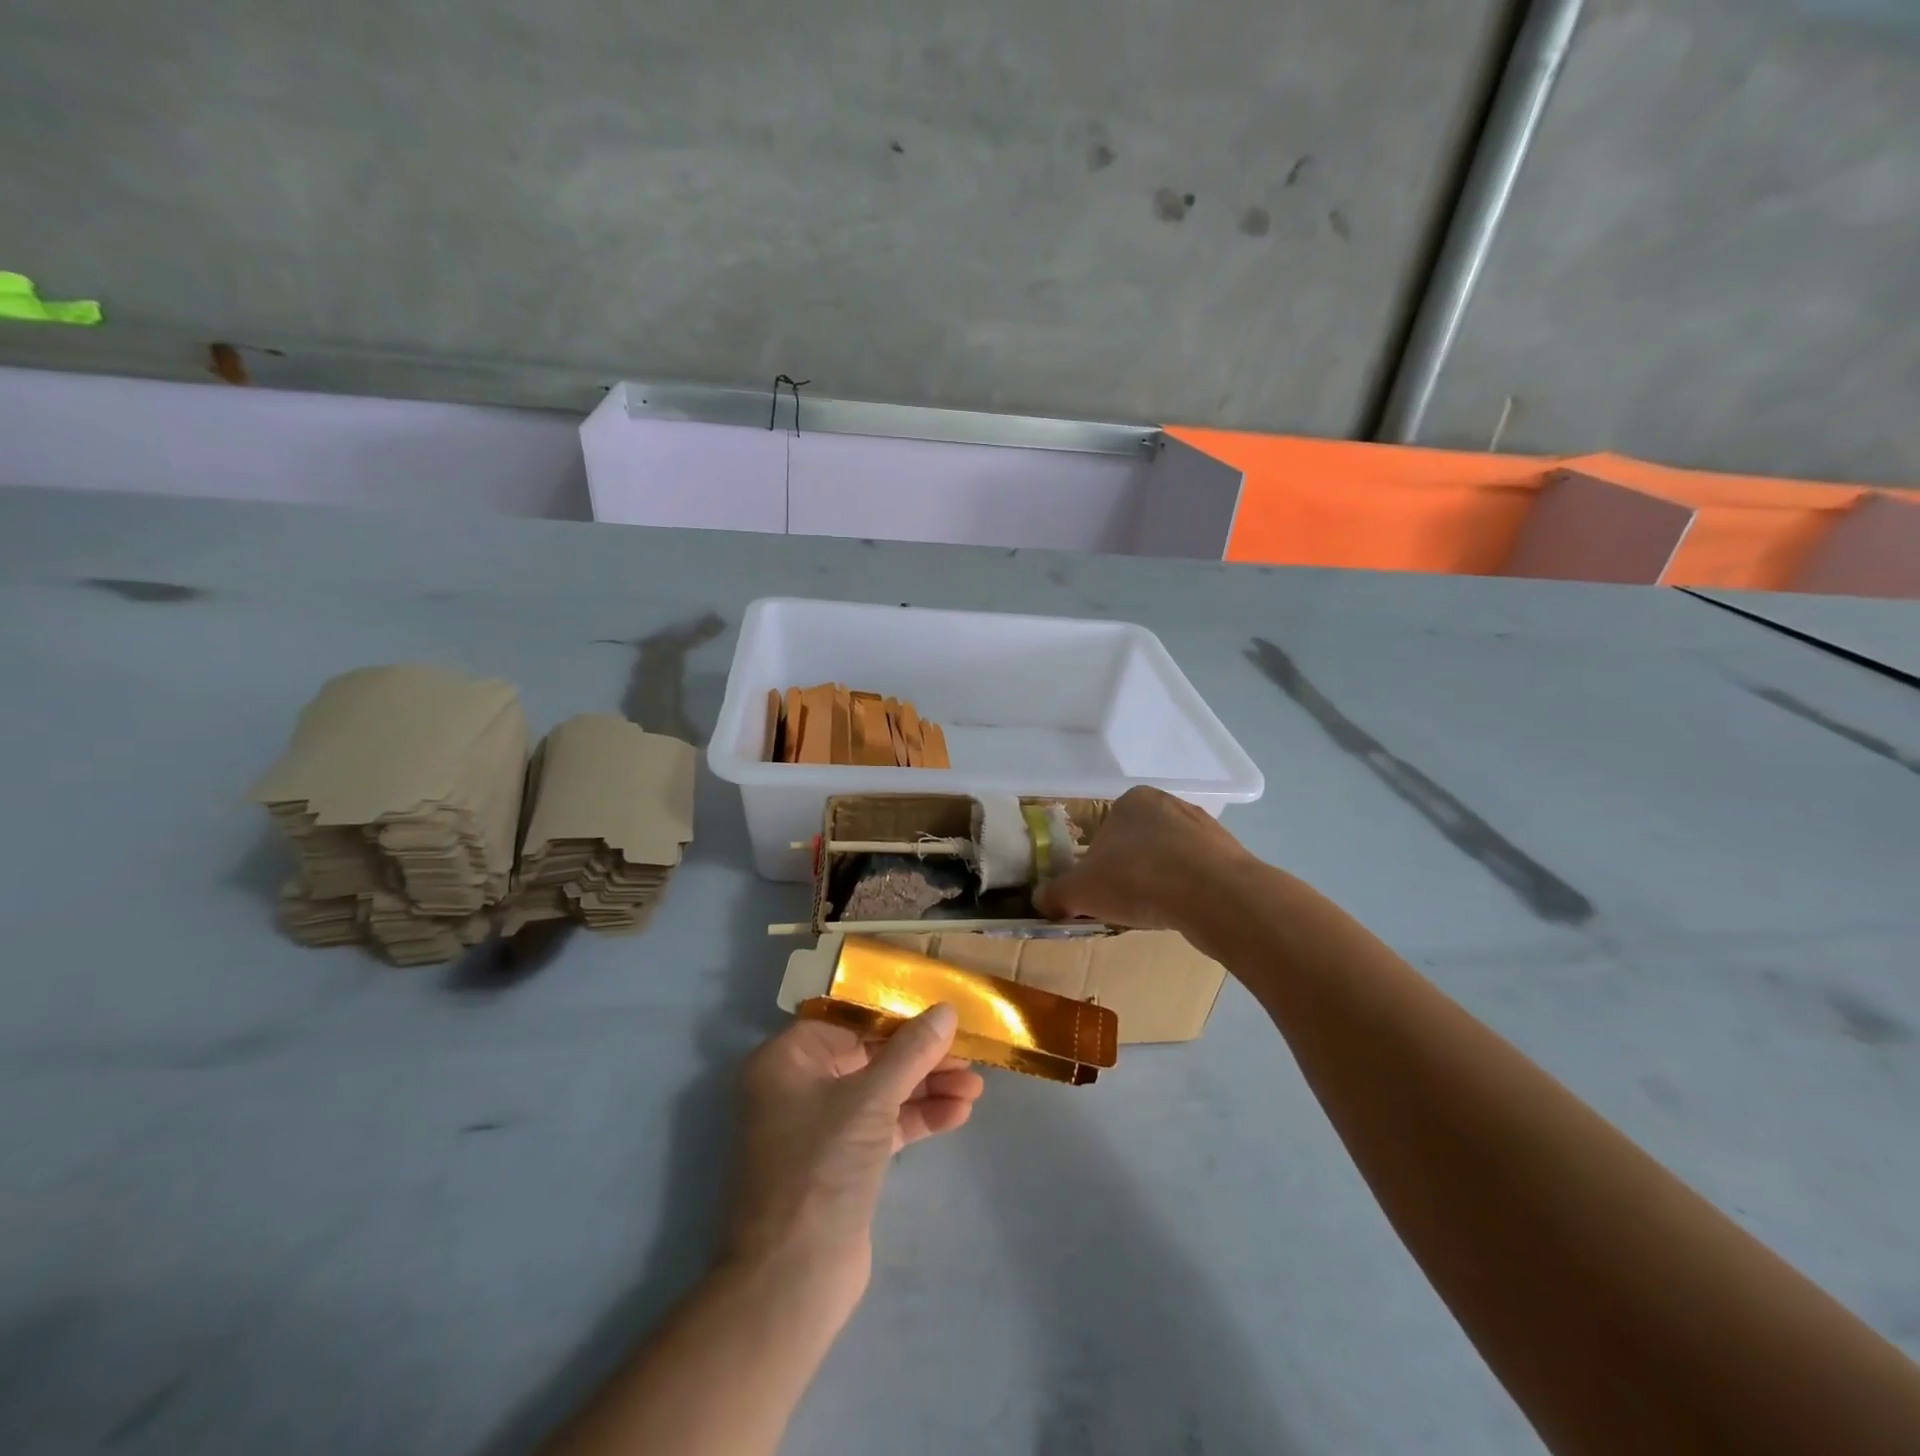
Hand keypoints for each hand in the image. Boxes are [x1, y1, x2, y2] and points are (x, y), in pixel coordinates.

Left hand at [724, 1006, 984, 1318]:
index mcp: (788, 1059)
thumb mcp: (871, 1100)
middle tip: (969, 1056)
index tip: (942, 1015)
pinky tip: (958, 1114)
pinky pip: (883, 1125)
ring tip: (976, 1088)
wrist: (792, 1281)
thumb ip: (912, 1051)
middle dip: (921, 1058)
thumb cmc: (822, 1168)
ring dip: (927, 1088)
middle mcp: (799, 1085)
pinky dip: (918, 1118)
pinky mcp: (842, 1161)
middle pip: (870, 1056)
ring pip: (881, 1092)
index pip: (851, 1021)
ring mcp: (820, 1126)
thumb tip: (946, 1009)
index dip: (898, 1016)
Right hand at [1036, 786, 1252, 931]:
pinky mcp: (1230, 854)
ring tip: (1154, 912)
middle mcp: (1169, 803)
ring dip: (1159, 881)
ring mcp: (1204, 827)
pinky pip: (1198, 874)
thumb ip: (1056, 894)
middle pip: (1137, 842)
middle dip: (1129, 870)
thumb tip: (1039, 900)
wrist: (1216, 896)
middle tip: (1123, 903)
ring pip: (1169, 857)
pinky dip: (1187, 891)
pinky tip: (1183, 912)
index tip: (1098, 890)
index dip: (1096, 863)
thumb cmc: (1138, 879)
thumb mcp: (1081, 891)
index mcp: (1131, 800)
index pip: (1104, 830)